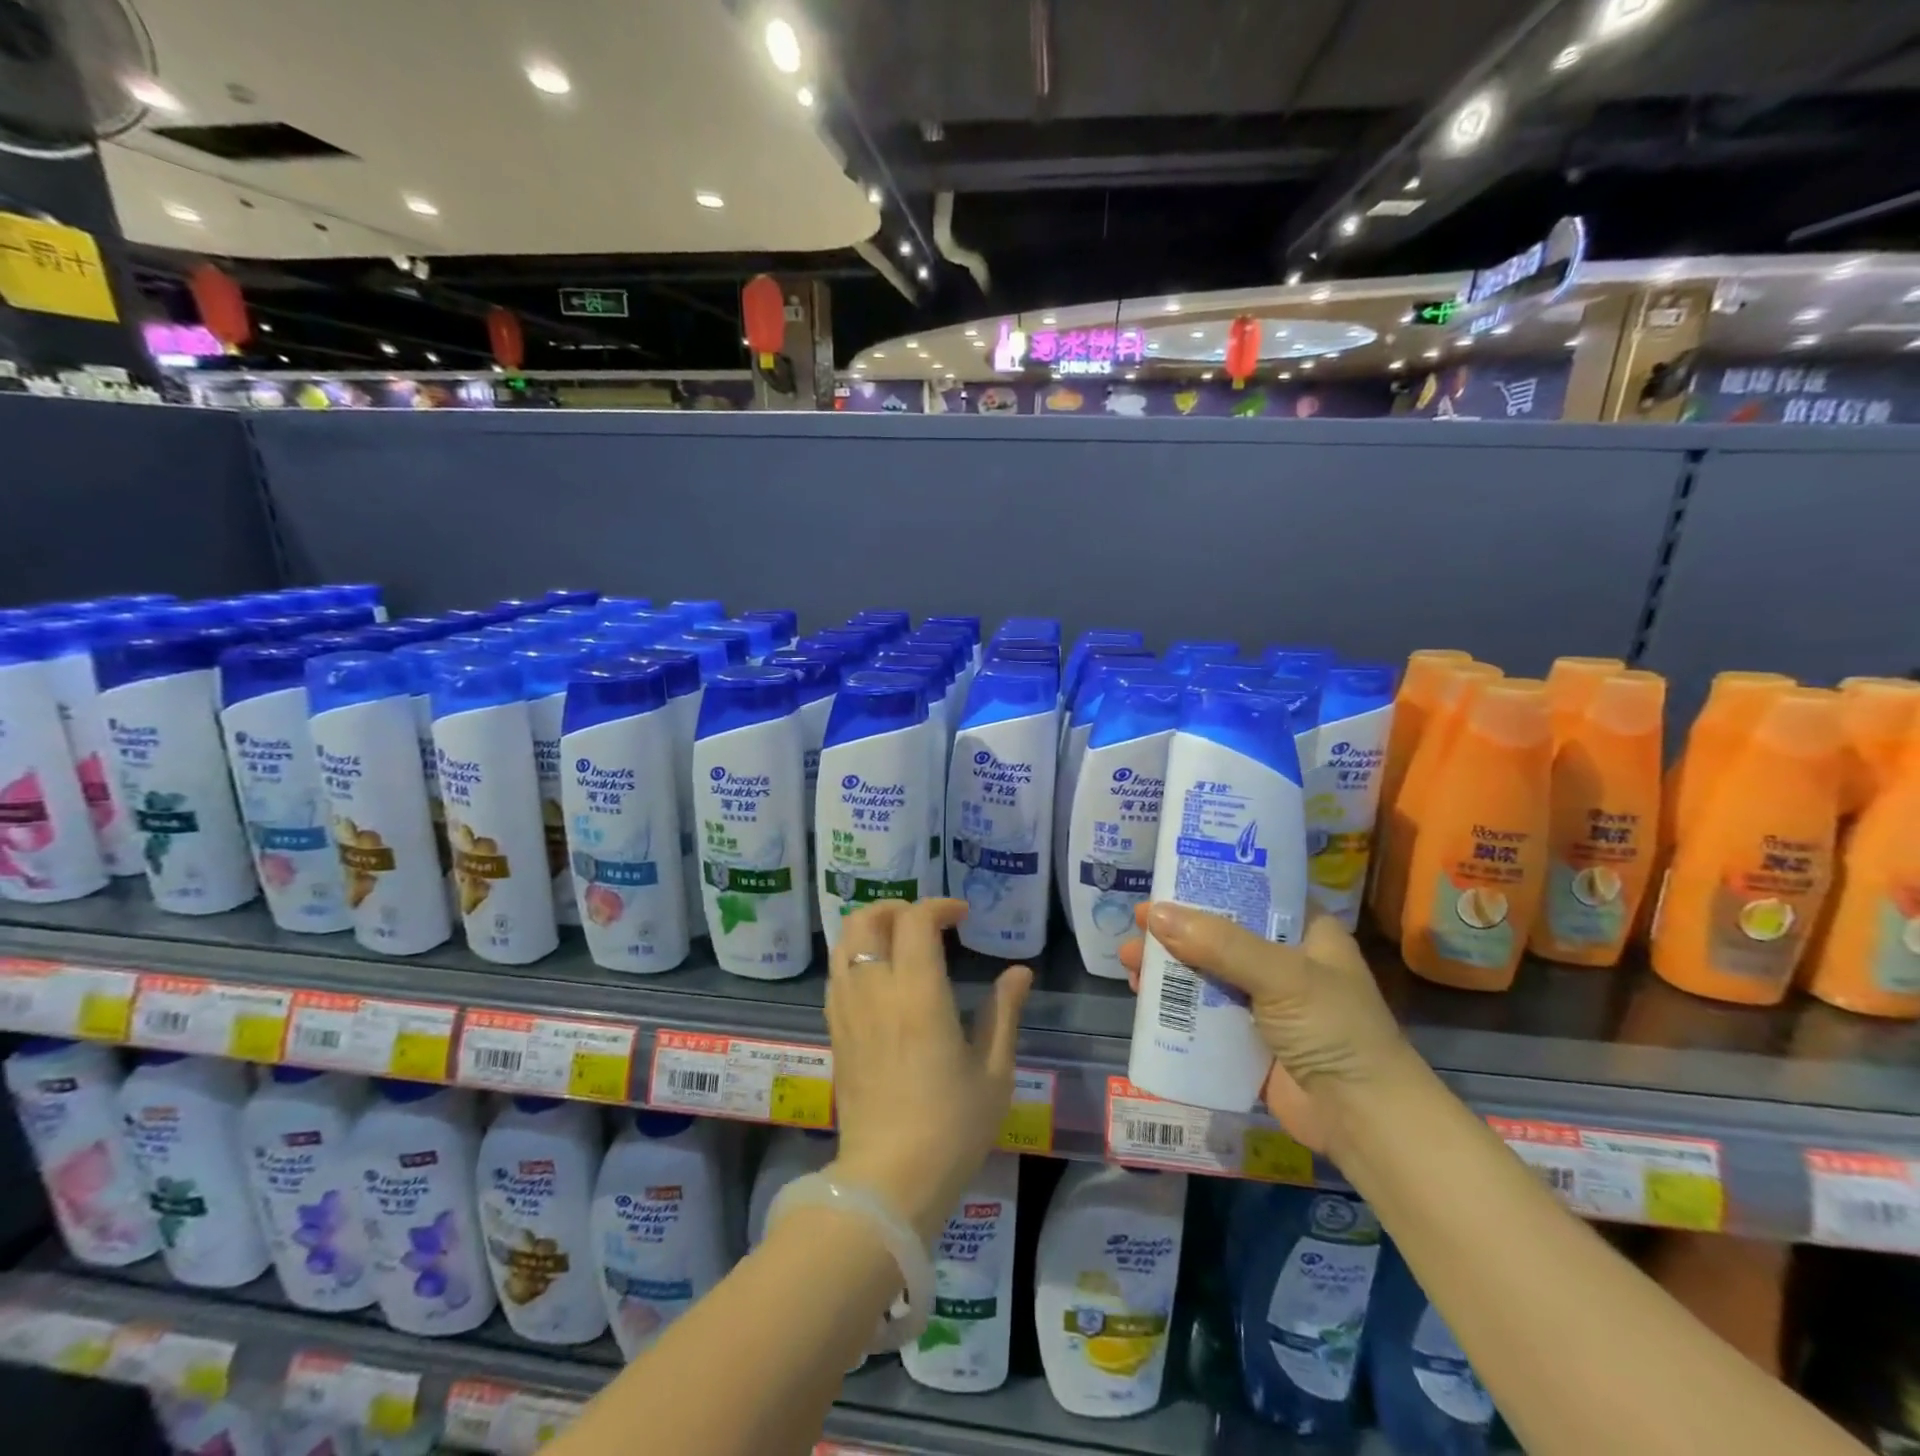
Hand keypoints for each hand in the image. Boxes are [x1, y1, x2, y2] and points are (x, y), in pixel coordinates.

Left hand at [825, 899, 1032, 1243]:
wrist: (888, 1181)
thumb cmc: (951, 1128)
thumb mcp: (993, 1072)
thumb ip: (1004, 1013)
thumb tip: (1019, 971)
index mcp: (918, 994)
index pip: (915, 920)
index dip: (939, 906)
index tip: (962, 915)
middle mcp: (875, 991)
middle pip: (866, 918)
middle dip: (896, 907)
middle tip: (926, 923)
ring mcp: (848, 1010)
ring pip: (844, 942)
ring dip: (871, 927)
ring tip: (901, 942)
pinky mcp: (834, 1032)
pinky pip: (837, 974)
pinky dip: (855, 956)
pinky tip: (880, 978)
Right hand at [1118, 902, 1415, 1154]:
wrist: (1365, 1122)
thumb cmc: (1334, 1031)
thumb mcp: (1282, 975)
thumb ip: (1219, 944)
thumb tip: (1154, 914)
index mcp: (1305, 932)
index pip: (1251, 893)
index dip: (1208, 885)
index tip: (1164, 880)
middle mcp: (1283, 960)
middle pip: (1218, 933)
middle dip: (1174, 929)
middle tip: (1135, 925)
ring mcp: (1264, 1001)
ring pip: (1205, 972)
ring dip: (1167, 967)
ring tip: (1128, 964)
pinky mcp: (1247, 1038)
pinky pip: (1203, 1013)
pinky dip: (1173, 1005)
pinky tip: (1143, 999)